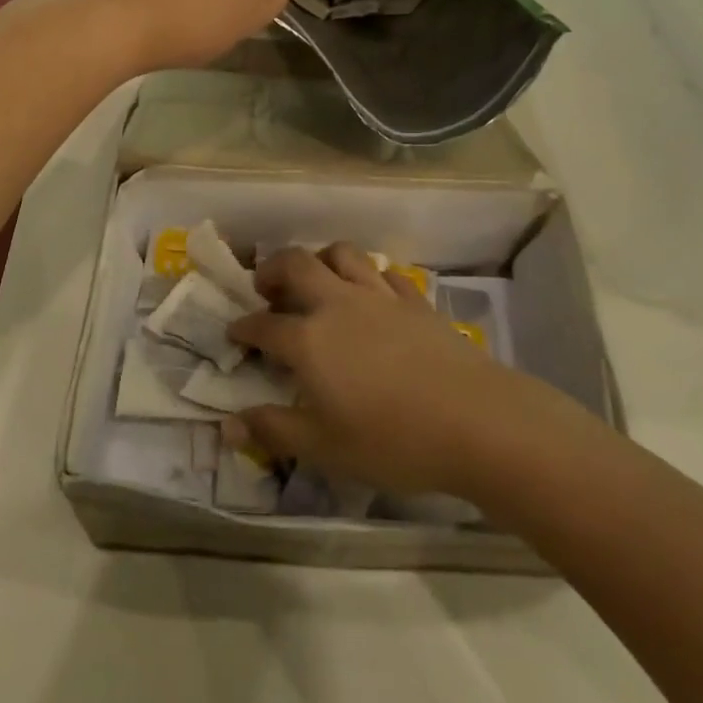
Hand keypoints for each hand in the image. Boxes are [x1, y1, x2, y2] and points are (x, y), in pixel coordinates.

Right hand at [227, 243, 551, 496]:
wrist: (475, 420)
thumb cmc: (392, 440)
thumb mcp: (325, 448)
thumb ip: (275, 430)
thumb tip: (228, 425)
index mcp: (309, 339)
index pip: (264, 324)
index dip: (244, 327)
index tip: (234, 332)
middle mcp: (338, 303)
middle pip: (296, 264)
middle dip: (273, 269)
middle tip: (266, 287)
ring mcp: (379, 296)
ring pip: (341, 254)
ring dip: (321, 259)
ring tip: (317, 279)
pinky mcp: (415, 299)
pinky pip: (385, 273)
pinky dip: (369, 277)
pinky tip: (372, 295)